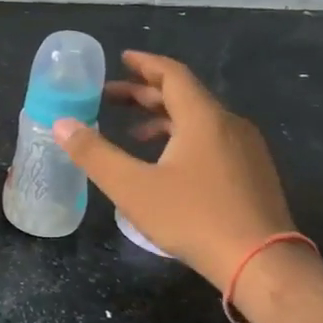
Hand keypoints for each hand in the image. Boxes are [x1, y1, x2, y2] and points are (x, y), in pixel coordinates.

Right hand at [52, 50, 296, 291]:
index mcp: (203, 118)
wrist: (261, 263)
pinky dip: (183, 138)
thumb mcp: (132, 187)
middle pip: (184, 96)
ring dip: (163, 119)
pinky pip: (212, 140)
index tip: (121, 59)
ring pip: (199, 120)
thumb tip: (61, 123)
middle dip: (145, 94)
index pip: (172, 74)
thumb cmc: (193, 218)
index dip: (144, 64)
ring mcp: (246, 149)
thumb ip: (94, 153)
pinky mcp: (252, 173)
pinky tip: (166, 164)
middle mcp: (228, 124)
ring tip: (133, 134)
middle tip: (110, 98)